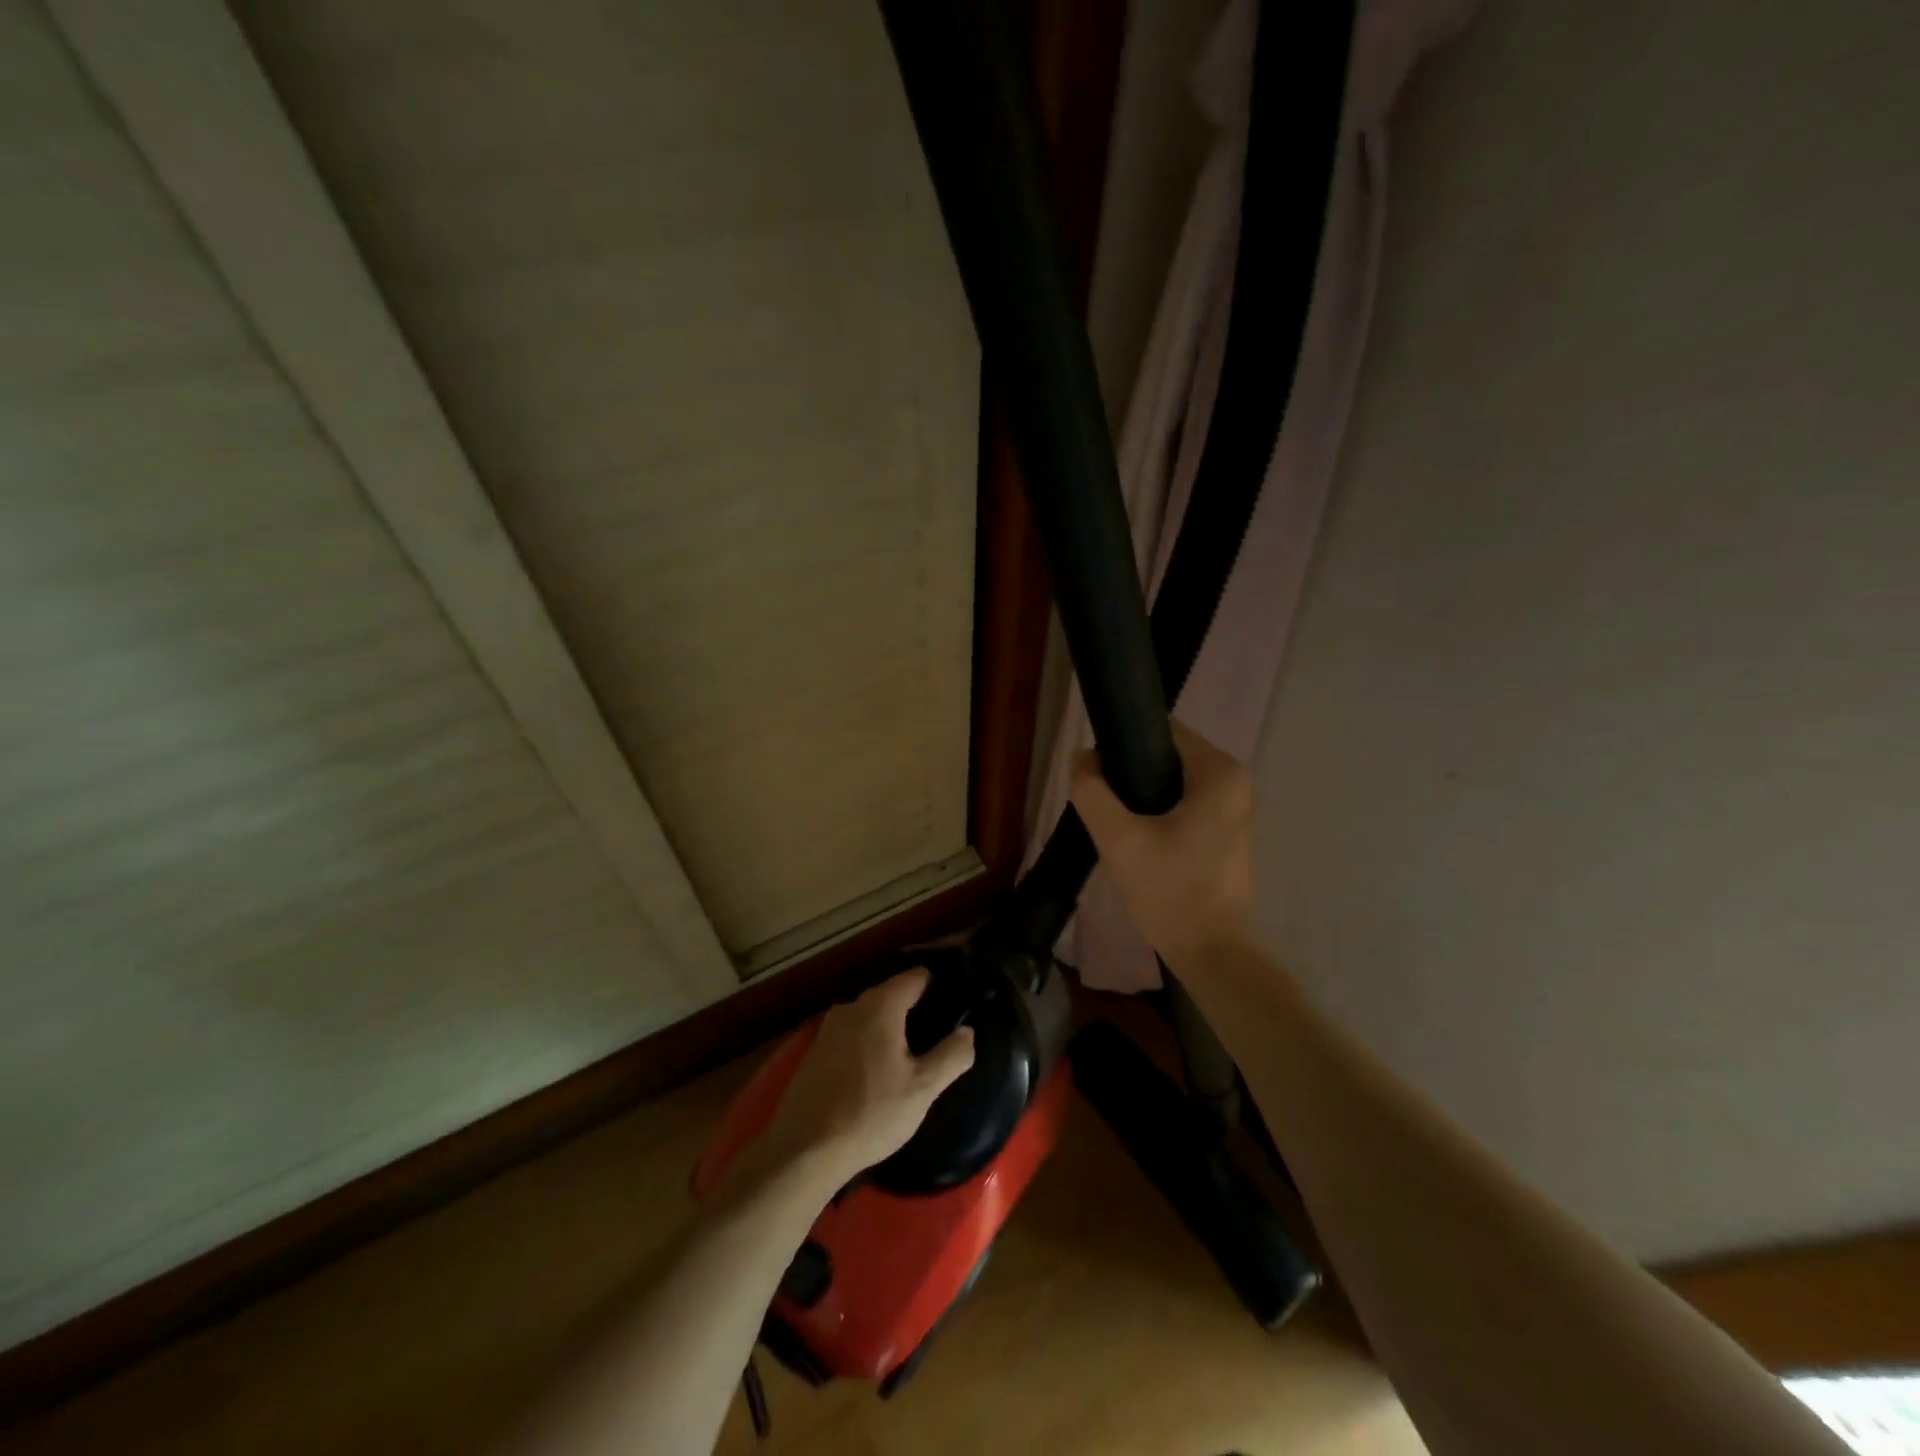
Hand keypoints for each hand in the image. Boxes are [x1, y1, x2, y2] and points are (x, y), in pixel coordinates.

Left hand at [755, 969, 975, 1185]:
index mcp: (880, 1006)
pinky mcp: (814, 1052)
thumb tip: (967, 1032)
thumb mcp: (922, 1090)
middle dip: (914, 1009)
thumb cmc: (870, 1113)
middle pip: (891, 994)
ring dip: (889, 1029)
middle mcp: (851, 1006)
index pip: (915, 977)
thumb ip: (951, 1056)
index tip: (955, 1002)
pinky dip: (867, 1043)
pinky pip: (851, 1035)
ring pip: (869, 1016)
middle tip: (936, 1035)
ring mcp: (828, 1028)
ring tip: (909, 1055)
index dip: (938, 985)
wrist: (803, 1151)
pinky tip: (875, 1073)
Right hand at [1070, 722, 1255, 966]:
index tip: (1098, 775)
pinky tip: (1139, 840)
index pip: (1161, 731)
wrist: (1209, 951)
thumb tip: (1082, 758)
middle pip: (1166, 756)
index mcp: (1219, 772)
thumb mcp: (1118, 838)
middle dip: (1131, 774)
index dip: (1123, 746)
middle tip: (1104, 806)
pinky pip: (1184, 804)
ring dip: (1142, 796)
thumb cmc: (1168, 890)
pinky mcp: (1227, 831)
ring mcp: (1234, 808)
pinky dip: (1159, 813)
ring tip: (1117, 824)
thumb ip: (1092, 791)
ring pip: (1173, 782)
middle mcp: (1235, 781)